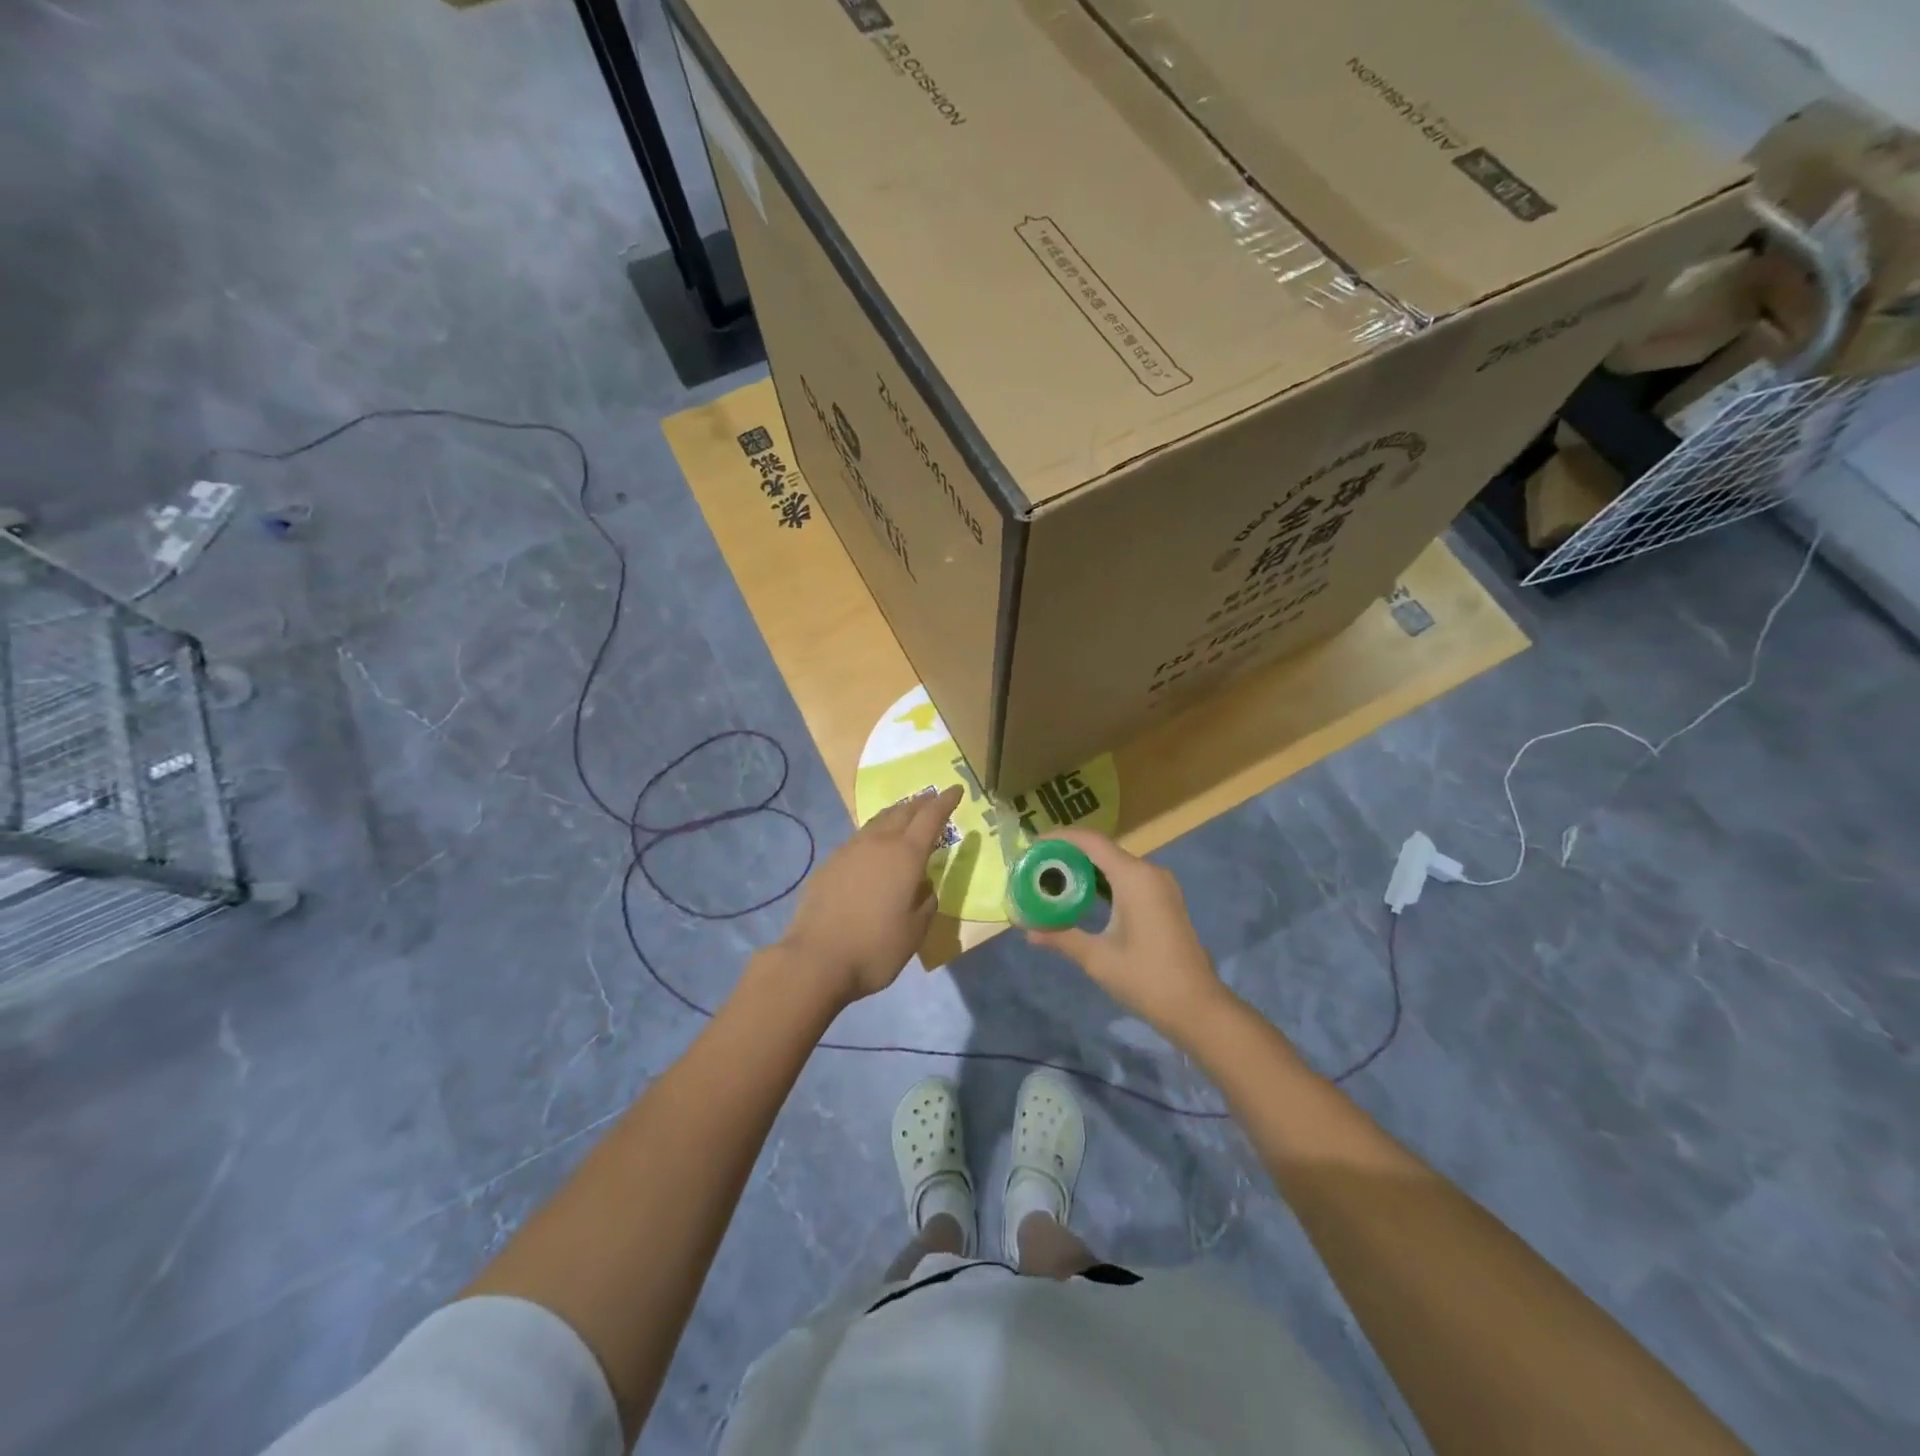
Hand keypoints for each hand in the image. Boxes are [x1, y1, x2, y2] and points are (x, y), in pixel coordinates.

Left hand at [777, 786, 963, 1006]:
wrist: (816, 960)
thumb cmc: (875, 948)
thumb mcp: (915, 931)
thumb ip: (926, 902)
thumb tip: (923, 886)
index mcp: (906, 855)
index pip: (931, 817)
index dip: (945, 802)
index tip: (956, 790)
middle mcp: (878, 843)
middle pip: (903, 812)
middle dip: (921, 803)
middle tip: (932, 799)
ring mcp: (849, 851)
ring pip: (878, 822)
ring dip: (896, 815)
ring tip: (905, 815)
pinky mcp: (829, 864)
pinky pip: (859, 839)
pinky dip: (874, 834)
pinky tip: (874, 848)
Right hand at [1024, 829, 1229, 1041]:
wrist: (1197, 1007)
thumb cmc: (1146, 978)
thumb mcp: (1097, 958)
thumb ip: (1061, 936)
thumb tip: (1027, 930)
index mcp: (1134, 877)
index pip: (1091, 842)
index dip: (1060, 838)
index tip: (1032, 845)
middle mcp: (1149, 872)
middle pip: (1102, 850)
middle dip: (1068, 855)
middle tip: (1036, 866)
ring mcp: (1160, 885)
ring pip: (1115, 864)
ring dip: (1085, 869)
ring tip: (1052, 880)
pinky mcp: (1164, 899)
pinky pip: (1128, 878)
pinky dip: (1103, 882)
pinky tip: (1082, 897)